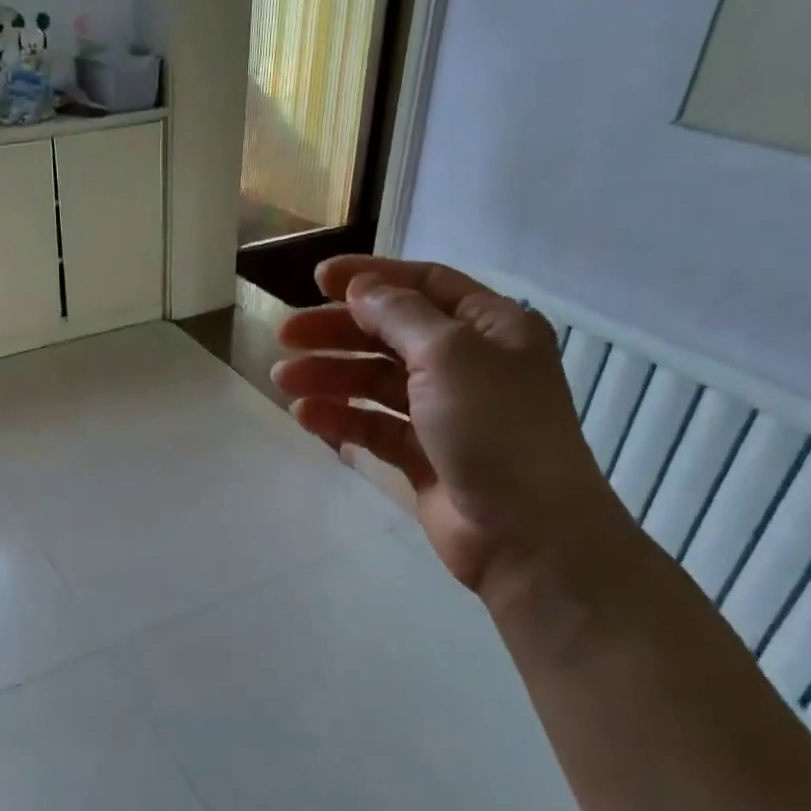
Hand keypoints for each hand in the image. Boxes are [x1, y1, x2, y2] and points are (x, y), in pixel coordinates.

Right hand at [275, 256, 627, 595]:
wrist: (526, 533)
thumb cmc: (495, 428)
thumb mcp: (449, 353)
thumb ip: (399, 314)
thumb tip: (361, 288)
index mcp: (491, 326)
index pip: (424, 283)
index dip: (370, 277)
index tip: (316, 280)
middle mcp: (469, 363)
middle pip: (391, 333)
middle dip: (337, 331)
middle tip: (285, 335)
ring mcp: (444, 412)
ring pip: (376, 381)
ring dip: (330, 375)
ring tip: (284, 381)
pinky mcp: (423, 454)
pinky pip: (374, 425)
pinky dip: (341, 418)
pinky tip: (306, 416)